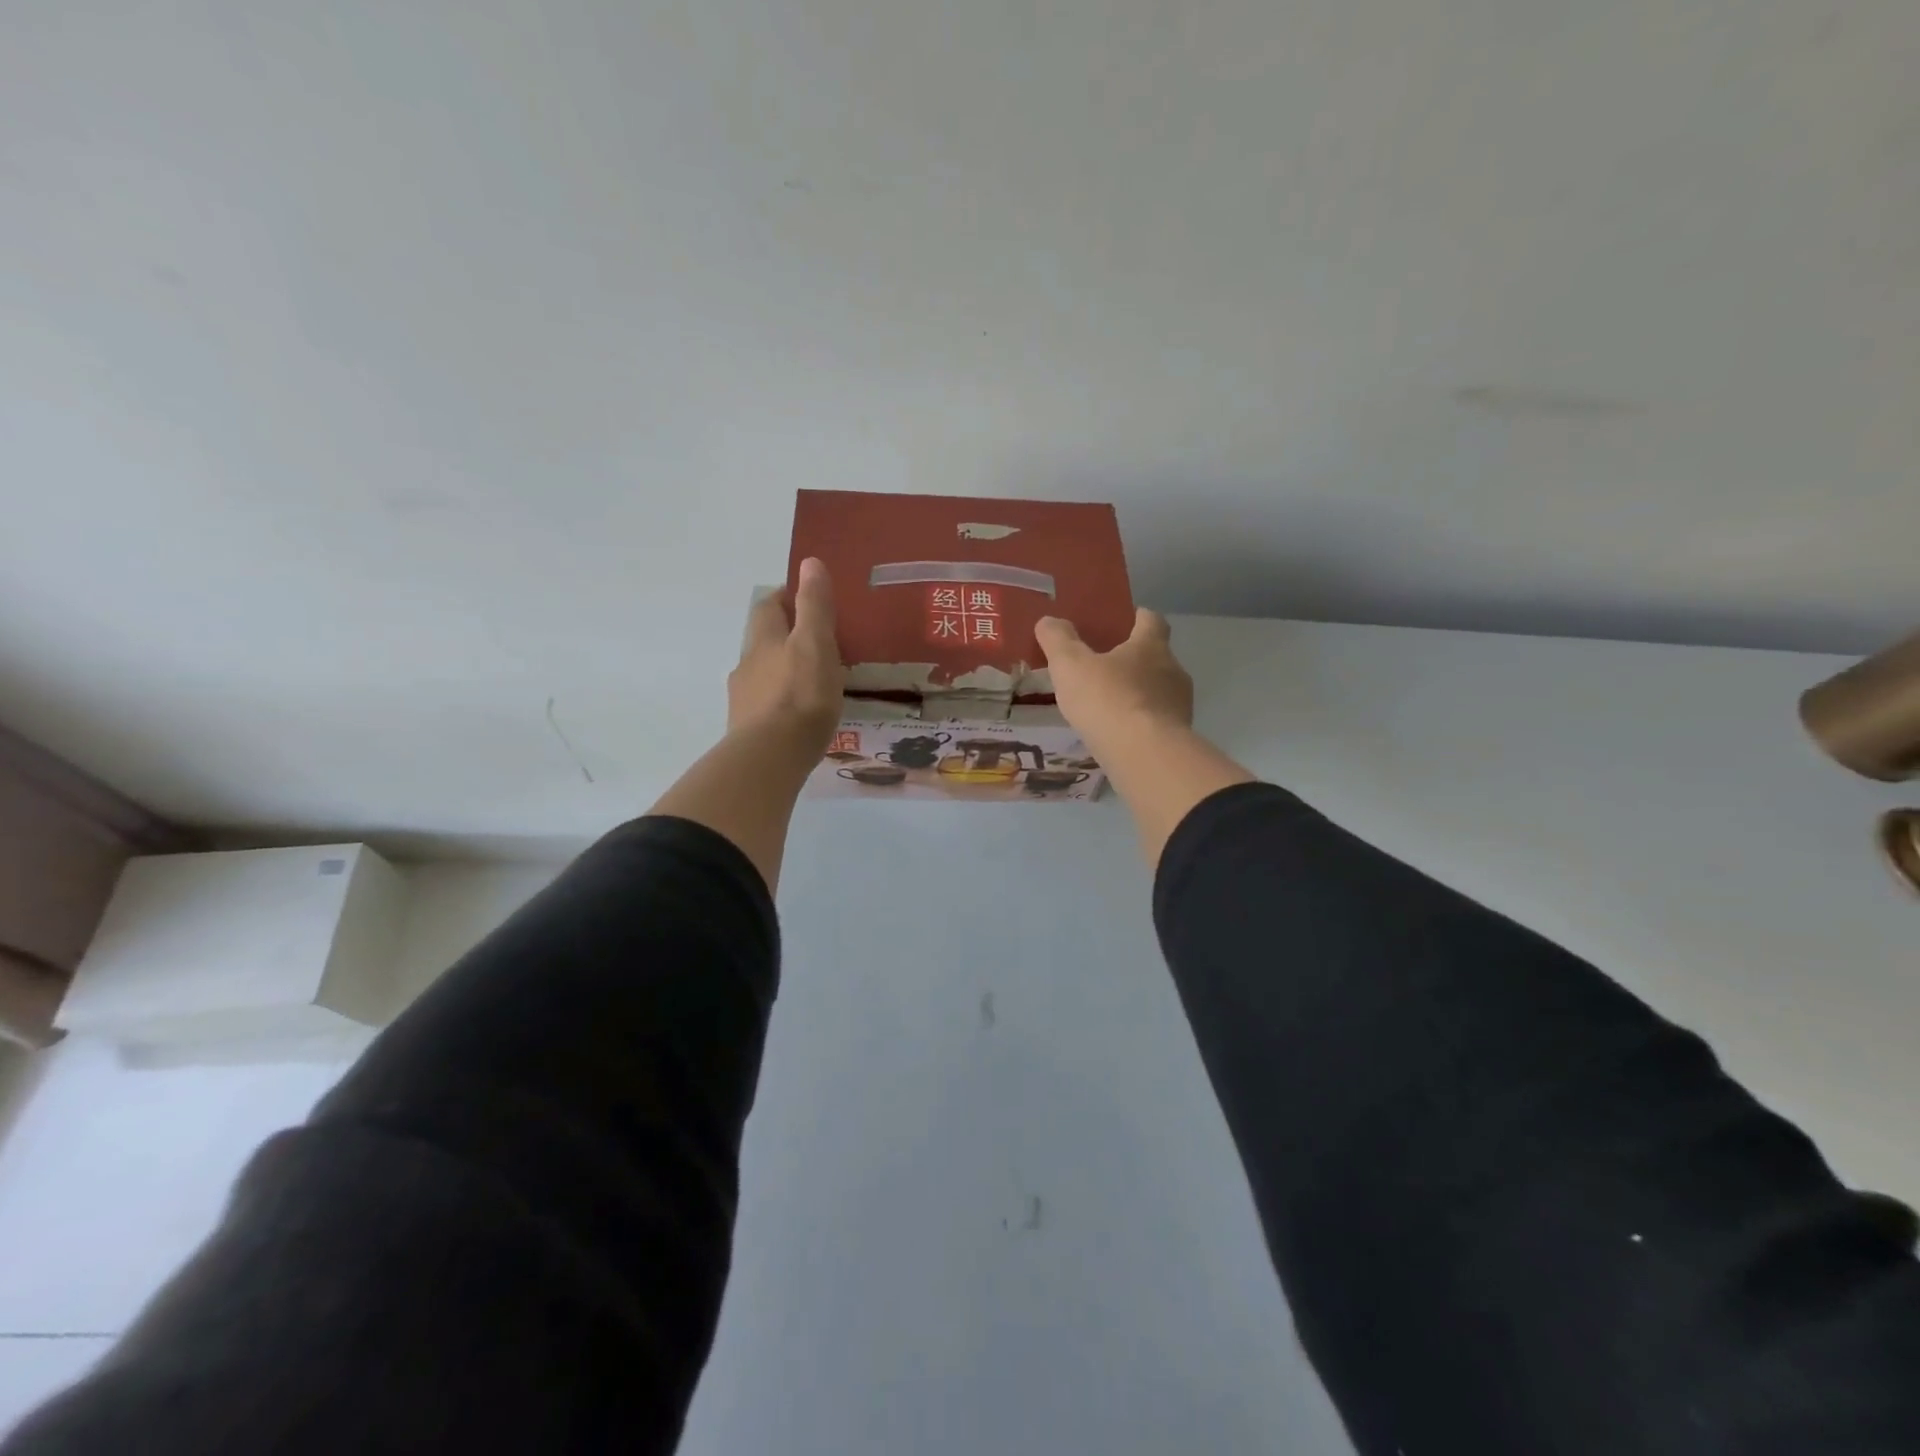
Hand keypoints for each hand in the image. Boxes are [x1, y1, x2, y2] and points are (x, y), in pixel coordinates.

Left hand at [729, 557, 844, 750]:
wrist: (769, 758)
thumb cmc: (800, 696)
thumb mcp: (815, 644)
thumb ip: (814, 606)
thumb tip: (809, 563)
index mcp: (764, 640)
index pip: (769, 606)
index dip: (785, 596)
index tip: (806, 597)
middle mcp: (748, 664)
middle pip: (762, 639)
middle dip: (783, 633)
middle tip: (814, 639)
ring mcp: (744, 699)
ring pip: (762, 673)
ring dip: (781, 668)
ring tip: (810, 678)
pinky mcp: (748, 729)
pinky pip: (765, 704)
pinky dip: (780, 700)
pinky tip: (797, 713)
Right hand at [1034, 608, 1192, 744]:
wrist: (1145, 756)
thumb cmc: (1108, 700)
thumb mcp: (1070, 665)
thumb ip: (1058, 640)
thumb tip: (1048, 620)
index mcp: (1151, 646)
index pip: (1152, 620)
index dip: (1138, 617)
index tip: (1125, 620)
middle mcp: (1173, 670)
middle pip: (1156, 657)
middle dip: (1134, 660)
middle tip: (1105, 668)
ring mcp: (1180, 706)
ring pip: (1159, 691)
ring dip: (1138, 694)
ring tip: (1110, 706)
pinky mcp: (1178, 737)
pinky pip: (1157, 722)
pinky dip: (1141, 722)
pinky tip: (1120, 734)